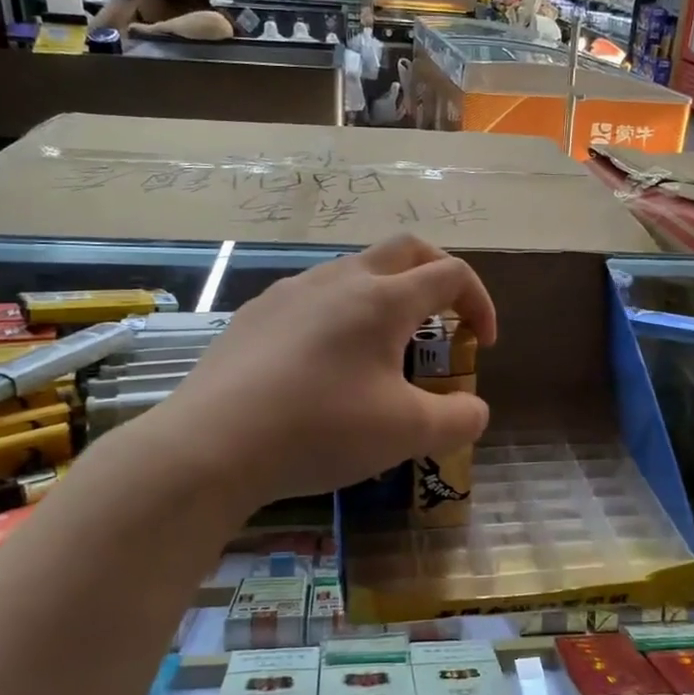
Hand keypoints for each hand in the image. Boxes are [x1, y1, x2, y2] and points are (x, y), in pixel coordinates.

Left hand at [153, 237, 496, 506]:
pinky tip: (325, 363)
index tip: (481, 347)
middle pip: (406, 250)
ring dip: (387, 296)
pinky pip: (313, 297)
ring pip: (355, 270)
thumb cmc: (322, 429)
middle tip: (447, 319)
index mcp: (384, 299)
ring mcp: (292, 291)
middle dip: (438, 276)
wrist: (212, 444)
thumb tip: (473, 408)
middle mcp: (340, 279)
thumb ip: (460, 418)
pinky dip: (341, 315)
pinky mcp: (256, 313)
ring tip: (385, 347)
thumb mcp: (408, 433)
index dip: (479, 304)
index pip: (452, 275)